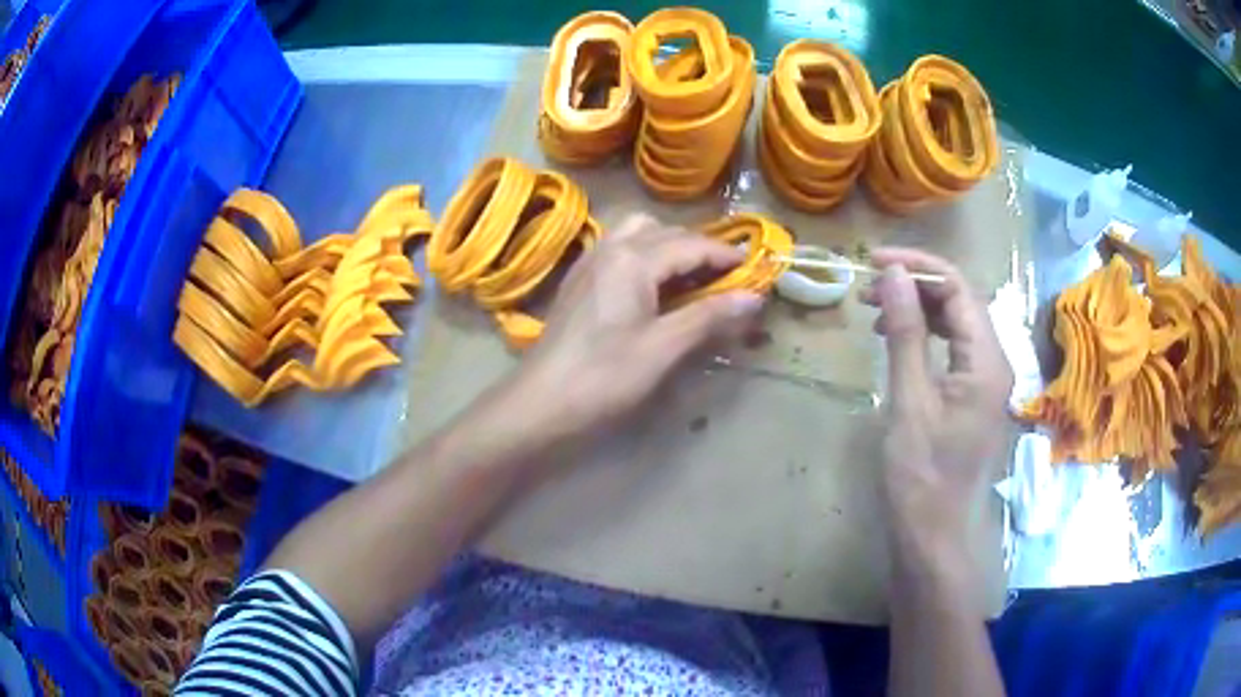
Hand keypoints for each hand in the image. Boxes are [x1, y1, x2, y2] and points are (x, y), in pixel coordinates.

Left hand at [515, 213, 763, 440]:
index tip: (755, 269)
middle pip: (665, 232)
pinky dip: (645, 256)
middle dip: (700, 248)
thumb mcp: (663, 347)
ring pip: (637, 235)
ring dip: (669, 247)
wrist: (540, 403)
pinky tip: (652, 287)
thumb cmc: (604, 376)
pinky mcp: (578, 282)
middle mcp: (609, 248)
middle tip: (727, 276)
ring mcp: (589, 263)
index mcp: (632, 258)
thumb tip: (755, 297)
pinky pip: (618, 250)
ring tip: (691, 277)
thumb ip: (709, 316)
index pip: (691, 244)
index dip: (725, 255)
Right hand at [862, 248, 1012, 559]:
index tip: (874, 261)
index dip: (918, 266)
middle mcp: (996, 362)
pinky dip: (927, 334)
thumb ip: (906, 333)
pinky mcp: (975, 396)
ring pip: (958, 323)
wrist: (934, 534)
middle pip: (961, 301)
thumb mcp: (909, 400)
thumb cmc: (921, 474)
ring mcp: (987, 380)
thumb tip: (894, 274)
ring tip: (877, 309)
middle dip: (917, 285)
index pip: (958, 288)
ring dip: (920, 308)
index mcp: (988, 360)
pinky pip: (955, 348)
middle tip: (870, 286)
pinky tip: (898, 339)